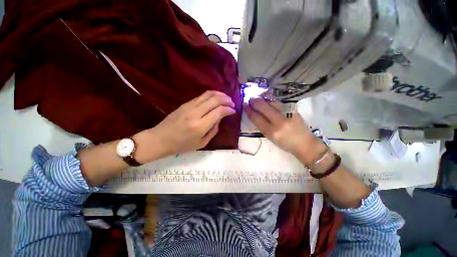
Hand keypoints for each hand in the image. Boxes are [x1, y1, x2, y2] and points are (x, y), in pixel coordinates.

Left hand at [134, 91, 235, 161]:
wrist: (160, 139)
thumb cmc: (181, 145)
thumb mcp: (201, 143)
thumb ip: (213, 130)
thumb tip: (219, 119)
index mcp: (200, 126)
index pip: (219, 112)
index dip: (228, 110)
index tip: (233, 111)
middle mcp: (195, 113)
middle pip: (215, 100)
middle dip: (226, 100)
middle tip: (232, 103)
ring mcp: (189, 106)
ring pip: (208, 94)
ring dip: (219, 94)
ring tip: (226, 98)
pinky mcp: (185, 103)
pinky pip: (201, 96)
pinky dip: (211, 94)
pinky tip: (215, 97)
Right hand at [244, 98, 326, 164]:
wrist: (305, 144)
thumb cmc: (285, 144)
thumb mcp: (270, 138)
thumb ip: (262, 126)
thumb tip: (254, 114)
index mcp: (271, 132)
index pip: (257, 118)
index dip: (249, 111)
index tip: (244, 105)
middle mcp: (279, 122)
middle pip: (264, 107)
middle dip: (255, 102)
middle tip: (250, 99)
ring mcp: (288, 114)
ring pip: (272, 102)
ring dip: (263, 98)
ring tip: (257, 97)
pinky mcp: (294, 110)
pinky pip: (280, 102)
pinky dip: (272, 99)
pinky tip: (267, 96)